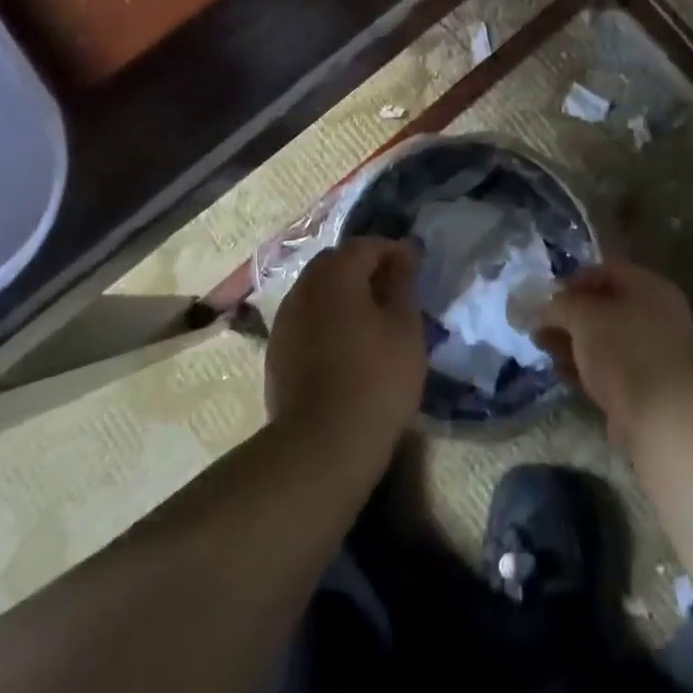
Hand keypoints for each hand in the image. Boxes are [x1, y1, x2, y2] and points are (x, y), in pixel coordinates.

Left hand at [266, 237, 425, 461]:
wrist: (320, 447)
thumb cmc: (375, 379)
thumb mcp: (405, 327)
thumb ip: (403, 283)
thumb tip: (403, 253)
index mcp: (335, 274)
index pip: (366, 245)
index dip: (393, 251)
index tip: (415, 269)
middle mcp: (304, 287)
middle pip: (337, 263)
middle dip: (365, 269)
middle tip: (394, 293)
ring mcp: (285, 320)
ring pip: (319, 291)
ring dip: (344, 295)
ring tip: (372, 321)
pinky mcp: (277, 352)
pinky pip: (307, 319)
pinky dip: (328, 320)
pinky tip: (346, 347)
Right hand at [537, 257, 692, 446]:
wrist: (661, 419)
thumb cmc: (623, 351)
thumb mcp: (584, 317)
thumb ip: (561, 304)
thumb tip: (545, 306)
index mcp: (650, 287)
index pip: (607, 270)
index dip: (575, 279)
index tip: (549, 295)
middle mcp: (656, 315)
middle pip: (605, 306)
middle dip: (570, 314)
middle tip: (540, 324)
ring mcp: (653, 352)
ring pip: (605, 338)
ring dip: (573, 341)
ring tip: (542, 346)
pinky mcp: (646, 386)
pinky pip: (610, 366)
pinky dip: (586, 365)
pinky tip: (561, 371)